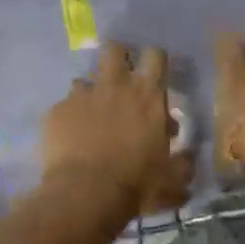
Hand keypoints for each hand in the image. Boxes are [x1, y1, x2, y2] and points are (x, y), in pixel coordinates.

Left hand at [42, 42, 193, 216]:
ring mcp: (82, 96)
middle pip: (114, 49)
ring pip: (85, 79)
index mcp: (148, 96)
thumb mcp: (172, 179)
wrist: (86, 194)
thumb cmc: (137, 184)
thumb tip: (188, 158)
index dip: (155, 61)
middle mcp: (114, 86)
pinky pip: (63, 106)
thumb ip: (183, 164)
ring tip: (91, 116)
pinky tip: (70, 139)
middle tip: (120, 80)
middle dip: (118, 58)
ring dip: (90, 93)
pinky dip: (68, 118)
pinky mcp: (57, 111)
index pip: (156, 56)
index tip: (154, 74)